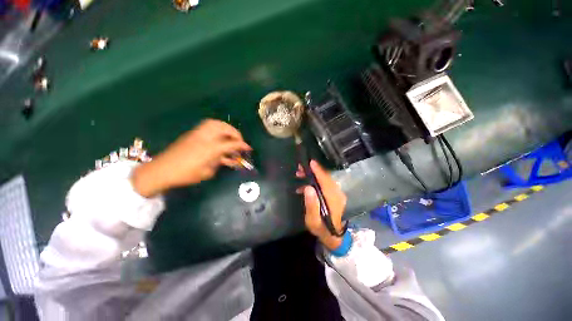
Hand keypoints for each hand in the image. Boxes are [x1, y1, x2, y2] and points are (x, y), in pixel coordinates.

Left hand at [131, 119, 250, 196]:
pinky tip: (219, 135)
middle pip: (224, 128)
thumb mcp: (207, 172)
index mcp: (211, 149)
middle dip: (235, 133)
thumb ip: (218, 162)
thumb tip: (224, 158)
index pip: (232, 144)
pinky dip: (217, 128)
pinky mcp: (192, 134)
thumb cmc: (186, 174)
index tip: (249, 148)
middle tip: (238, 141)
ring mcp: (198, 134)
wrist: (162, 170)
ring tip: (230, 135)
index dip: (242, 145)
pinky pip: (208, 126)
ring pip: (215, 123)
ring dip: (226, 128)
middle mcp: (206, 138)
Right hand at [296, 160, 346, 249]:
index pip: (325, 181)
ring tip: (300, 175)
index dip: (318, 171)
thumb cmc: (321, 228)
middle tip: (300, 168)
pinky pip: (326, 184)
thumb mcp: (313, 220)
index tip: (311, 162)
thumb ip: (311, 205)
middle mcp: (338, 194)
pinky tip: (305, 186)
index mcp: (333, 199)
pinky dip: (316, 182)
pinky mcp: (335, 195)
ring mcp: (338, 194)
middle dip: (313, 171)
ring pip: (326, 180)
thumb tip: (308, 187)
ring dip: (314, 176)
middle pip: (326, 178)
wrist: (333, 236)